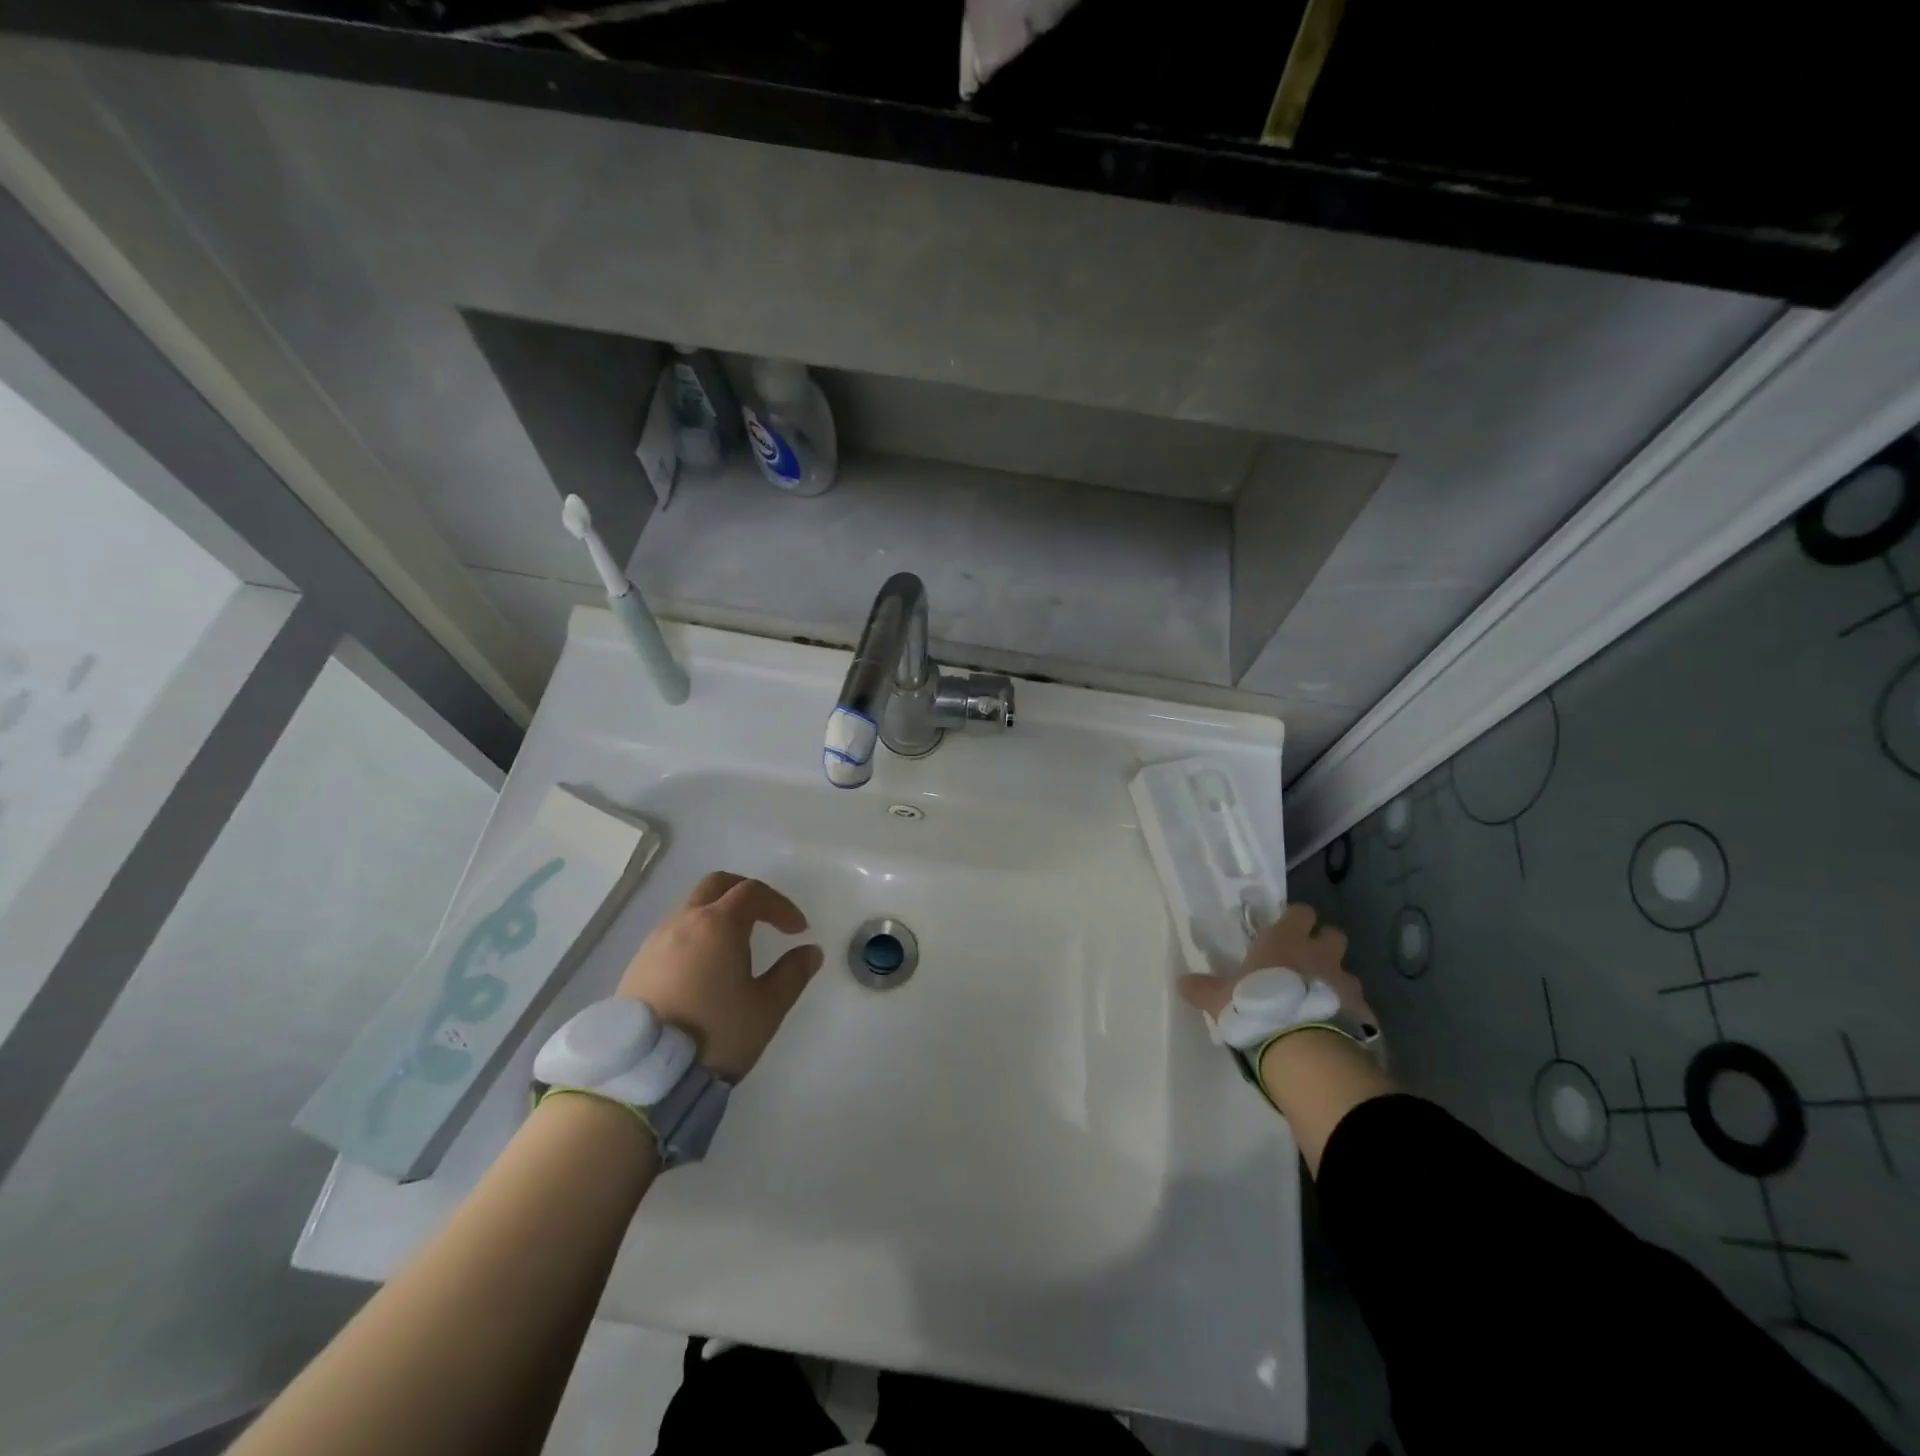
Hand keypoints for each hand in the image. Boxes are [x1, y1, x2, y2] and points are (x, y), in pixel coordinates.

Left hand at [617, 872, 823, 1080]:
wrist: (642, 1075)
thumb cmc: (714, 1034)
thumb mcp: (767, 1008)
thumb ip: (793, 974)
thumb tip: (810, 951)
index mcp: (718, 925)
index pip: (754, 893)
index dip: (780, 905)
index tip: (798, 930)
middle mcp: (683, 922)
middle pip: (717, 885)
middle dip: (746, 893)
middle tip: (766, 917)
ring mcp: (655, 942)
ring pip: (691, 908)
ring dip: (718, 916)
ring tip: (735, 949)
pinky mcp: (636, 965)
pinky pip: (672, 934)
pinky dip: (695, 936)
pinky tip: (703, 969)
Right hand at [1176, 902, 1376, 1033]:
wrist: (1304, 1051)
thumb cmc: (1256, 1008)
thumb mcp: (1219, 999)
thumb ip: (1202, 988)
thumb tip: (1181, 982)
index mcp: (1284, 941)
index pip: (1300, 912)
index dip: (1295, 920)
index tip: (1284, 932)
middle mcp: (1318, 954)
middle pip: (1333, 935)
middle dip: (1323, 946)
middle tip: (1304, 964)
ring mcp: (1345, 982)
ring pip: (1345, 972)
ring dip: (1334, 983)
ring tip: (1317, 1004)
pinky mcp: (1362, 1013)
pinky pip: (1356, 1007)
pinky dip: (1346, 1014)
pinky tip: (1332, 1030)